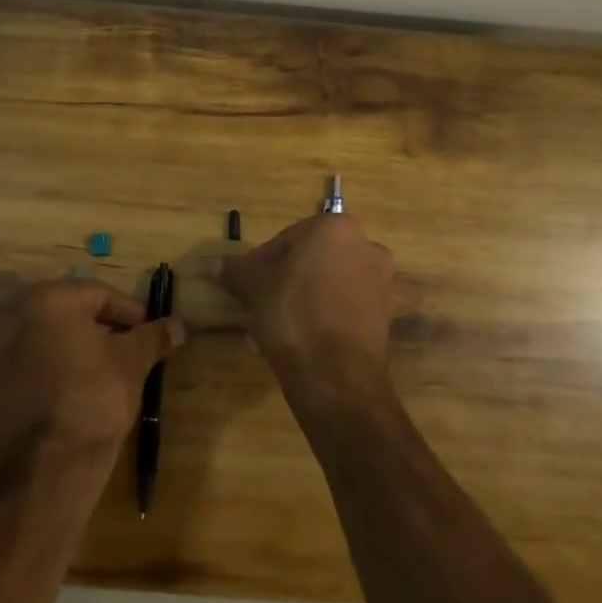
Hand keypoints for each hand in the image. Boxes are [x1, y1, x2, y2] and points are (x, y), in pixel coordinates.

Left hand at [0, 280, 184, 461]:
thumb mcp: (134, 361)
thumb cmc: (96, 396)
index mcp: (51, 300)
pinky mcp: (3, 386)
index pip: (101, 294)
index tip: (152, 330)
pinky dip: (65, 368)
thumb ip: (154, 336)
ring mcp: (7, 353)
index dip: (132, 311)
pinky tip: (88, 389)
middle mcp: (21, 318)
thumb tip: (178, 325)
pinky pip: (42, 364)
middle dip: (108, 328)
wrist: (52, 464)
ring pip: (57, 339)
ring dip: (86, 347)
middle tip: (136, 347)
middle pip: (75, 313)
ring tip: (116, 370)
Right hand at [217, 214, 395, 397]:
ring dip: (300, 302)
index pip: (287, 239)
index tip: (246, 285)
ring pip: (327, 286)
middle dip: (283, 282)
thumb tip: (215, 263)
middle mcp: (367, 247)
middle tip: (258, 305)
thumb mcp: (254, 288)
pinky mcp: (386, 317)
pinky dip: (322, 319)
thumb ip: (236, 270)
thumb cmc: (292, 313)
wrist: (335, 375)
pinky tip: (296, 342)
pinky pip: (343, 309)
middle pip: (310, 262)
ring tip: (272, 330)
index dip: (261, 262)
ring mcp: (381, 283)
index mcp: (336, 228)